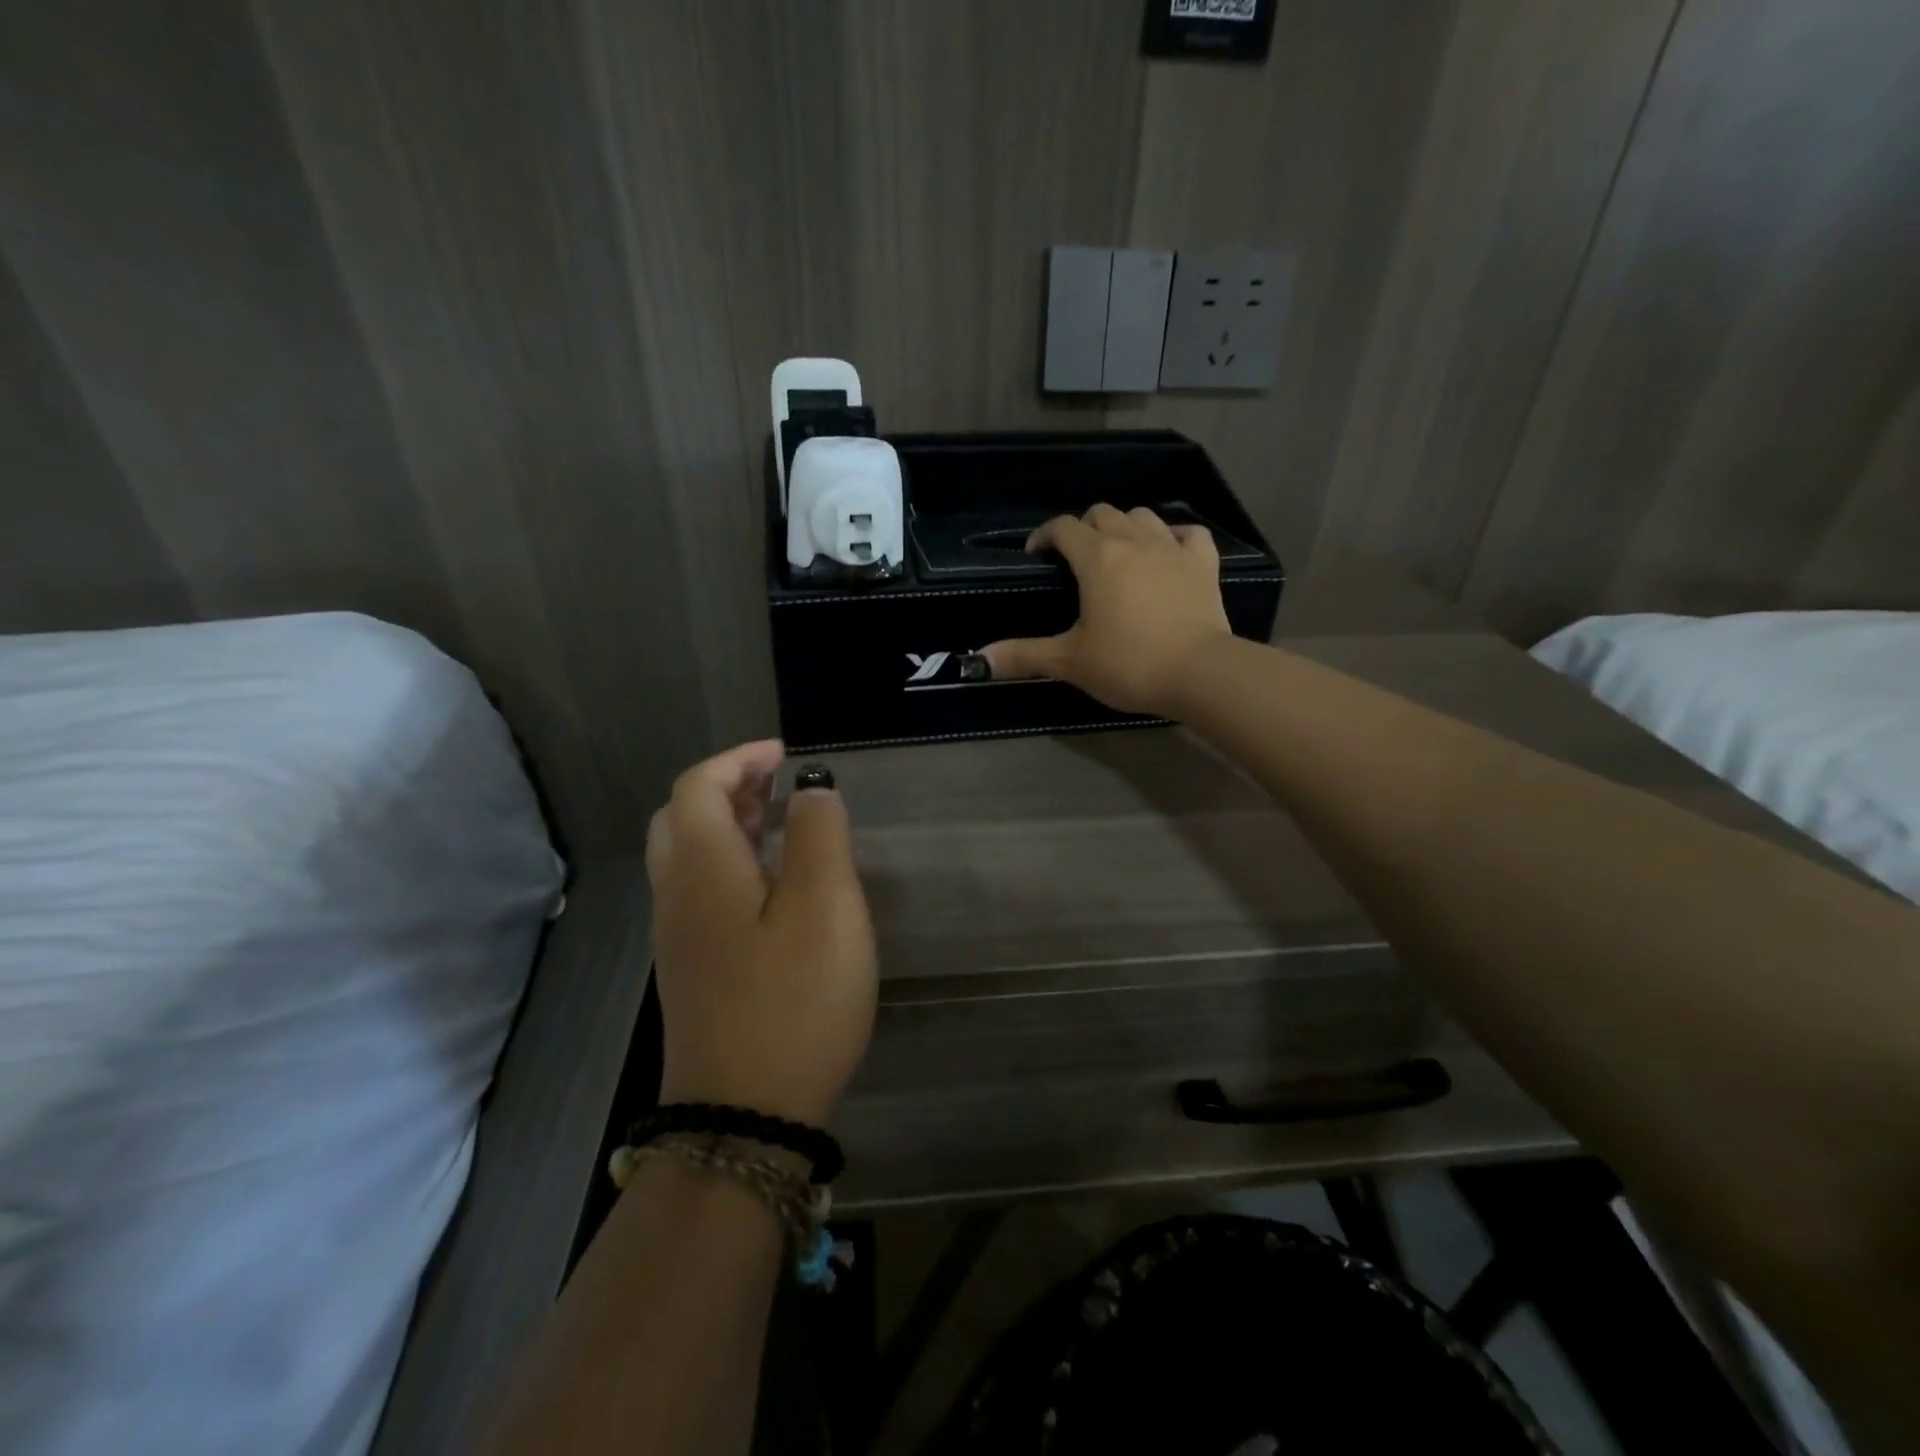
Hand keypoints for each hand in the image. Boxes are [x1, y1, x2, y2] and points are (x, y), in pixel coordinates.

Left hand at [646, 741, 876, 1125]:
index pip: (698, 786)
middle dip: (727, 787)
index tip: (785, 754)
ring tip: (780, 822)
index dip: (738, 759)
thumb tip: (811, 789)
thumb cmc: (794, 1000)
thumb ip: (819, 835)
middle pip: (681, 817)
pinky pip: (700, 891)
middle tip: (777, 784)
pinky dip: (729, 862)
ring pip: (687, 856)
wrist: (744, 1114)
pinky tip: (773, 885)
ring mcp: (679, 937)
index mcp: (701, 868)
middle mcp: (676, 895)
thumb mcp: (825, 906)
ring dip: (727, 824)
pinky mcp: (693, 969)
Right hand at [980, 503, 1232, 715]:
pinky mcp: (1204, 563)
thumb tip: (980, 660)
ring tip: (1118, 553)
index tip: (1036, 556)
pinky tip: (1168, 552)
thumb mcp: (1070, 661)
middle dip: (1084, 528)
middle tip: (1076, 560)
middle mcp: (1133, 541)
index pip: (1062, 527)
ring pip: (1143, 516)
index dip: (1044, 535)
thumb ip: (1024, 655)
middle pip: (1102, 513)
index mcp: (1096, 557)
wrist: (1198, 673)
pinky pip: (1189, 533)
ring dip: (1125, 526)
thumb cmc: (1128, 663)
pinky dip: (1175, 537)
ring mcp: (1173, 548)